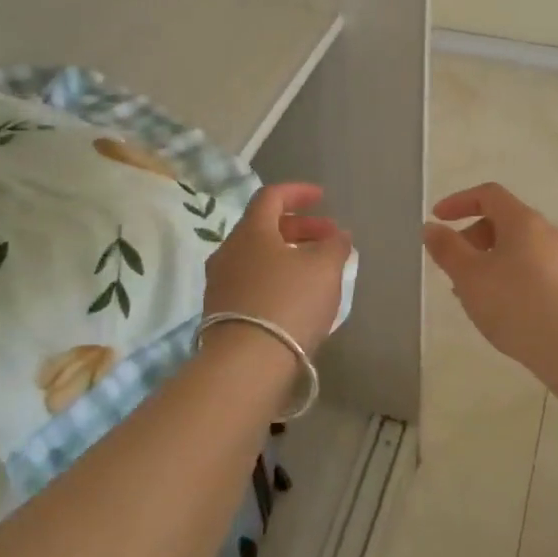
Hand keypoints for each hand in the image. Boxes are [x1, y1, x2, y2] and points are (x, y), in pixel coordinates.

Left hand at [204, 183, 350, 355]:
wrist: (247, 364)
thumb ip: (335, 245)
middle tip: (329, 239)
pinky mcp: (220, 314)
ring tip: (317, 270)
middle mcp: (228, 252)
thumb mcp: (325, 268)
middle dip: (300, 228)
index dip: (298, 192)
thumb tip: (338, 236)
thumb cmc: (289, 302)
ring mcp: (220, 284)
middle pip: (264, 228)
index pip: (271, 197)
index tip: (322, 198)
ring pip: (258, 257)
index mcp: (251, 232)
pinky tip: (297, 298)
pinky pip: (252, 283)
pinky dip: (276, 279)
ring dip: (288, 255)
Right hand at [423, 182, 557, 379]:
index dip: (459, 202)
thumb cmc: (517, 304)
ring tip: (472, 295)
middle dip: (472, 238)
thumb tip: (432, 227)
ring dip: (489, 262)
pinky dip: (509, 279)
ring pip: (517, 250)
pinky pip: (532, 271)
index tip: (437, 219)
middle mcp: (547, 233)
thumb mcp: (470, 276)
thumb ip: (447, 249)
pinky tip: (501, 311)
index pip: (489, 194)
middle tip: (452, 267)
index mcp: (523, 221)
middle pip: (504, 221)